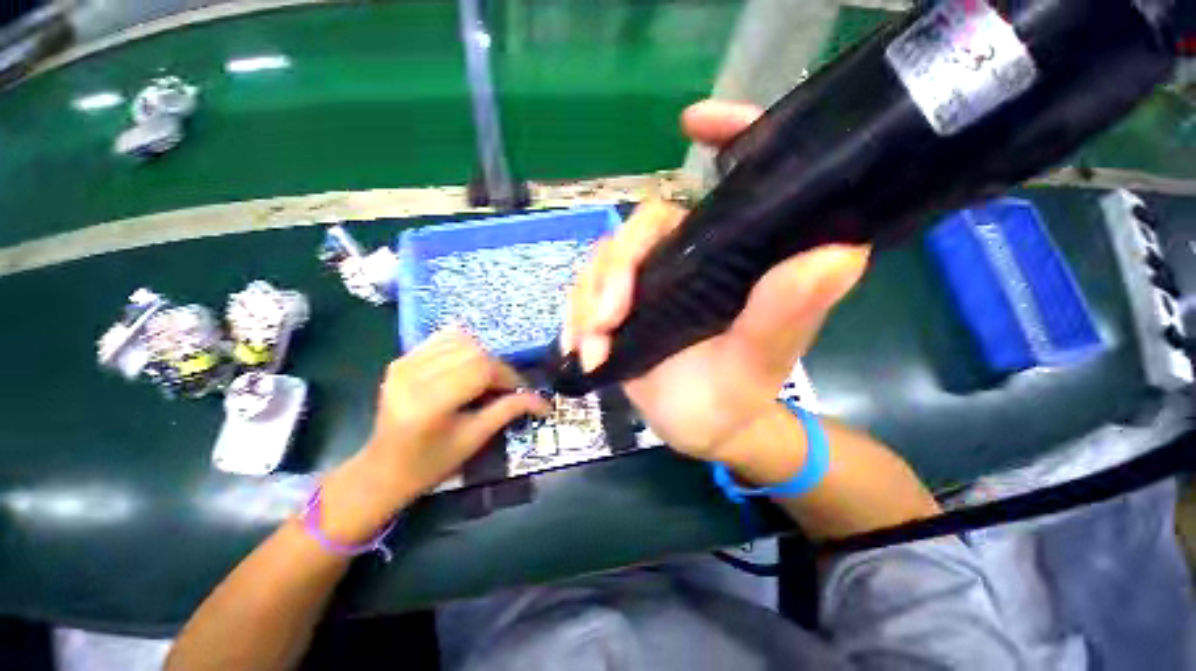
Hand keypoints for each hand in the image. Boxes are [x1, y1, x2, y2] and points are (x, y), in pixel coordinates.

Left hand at [320, 328, 549, 542]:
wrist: (383, 469)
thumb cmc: (432, 463)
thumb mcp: (475, 439)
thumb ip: (508, 411)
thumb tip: (543, 400)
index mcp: (429, 403)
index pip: (481, 369)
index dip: (508, 376)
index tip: (521, 390)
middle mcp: (413, 376)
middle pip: (473, 351)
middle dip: (498, 366)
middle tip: (505, 387)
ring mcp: (403, 364)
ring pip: (460, 340)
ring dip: (482, 355)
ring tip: (485, 377)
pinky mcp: (401, 359)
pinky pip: (442, 338)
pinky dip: (463, 347)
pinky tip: (466, 366)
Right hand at [563, 100, 869, 463]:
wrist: (700, 428)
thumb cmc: (735, 397)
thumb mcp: (759, 363)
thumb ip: (787, 314)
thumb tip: (839, 252)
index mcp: (733, 260)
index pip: (734, 181)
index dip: (727, 135)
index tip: (695, 120)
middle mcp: (689, 259)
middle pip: (640, 228)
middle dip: (616, 269)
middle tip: (608, 319)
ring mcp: (648, 282)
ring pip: (602, 263)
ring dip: (587, 303)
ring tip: (592, 348)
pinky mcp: (618, 307)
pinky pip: (583, 296)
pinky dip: (575, 320)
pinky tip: (580, 351)